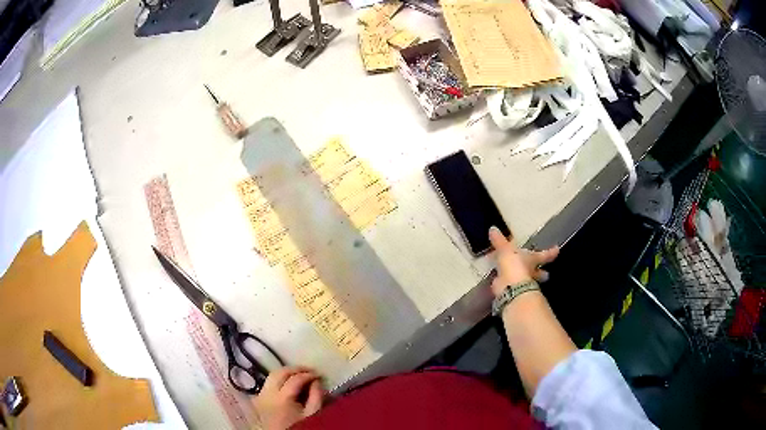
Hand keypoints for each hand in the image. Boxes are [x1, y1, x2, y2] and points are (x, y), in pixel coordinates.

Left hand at [253, 366, 324, 429]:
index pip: (295, 379)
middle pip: (279, 372)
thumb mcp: (312, 414)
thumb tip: (317, 381)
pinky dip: (278, 380)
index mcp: (281, 398)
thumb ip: (316, 396)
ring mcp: (261, 395)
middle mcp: (267, 393)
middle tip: (309, 370)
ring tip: (299, 375)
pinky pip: (268, 384)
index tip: (319, 375)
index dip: (308, 374)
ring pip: (271, 376)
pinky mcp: (259, 399)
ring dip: (286, 373)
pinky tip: (288, 383)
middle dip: (295, 369)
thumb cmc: (299, 427)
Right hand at [489, 226, 559, 297]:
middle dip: (541, 273)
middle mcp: (531, 271)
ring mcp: (523, 283)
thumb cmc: (514, 265)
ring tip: (522, 277)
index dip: (550, 252)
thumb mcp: (506, 249)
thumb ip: (499, 241)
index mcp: (533, 259)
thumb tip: (493, 228)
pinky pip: (512, 285)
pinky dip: (509, 284)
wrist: (509, 287)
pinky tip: (504, 283)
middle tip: (546, 274)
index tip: (557, 250)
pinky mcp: (514, 291)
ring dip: (526, 279)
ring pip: (528, 280)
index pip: (544, 255)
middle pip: (539, 272)